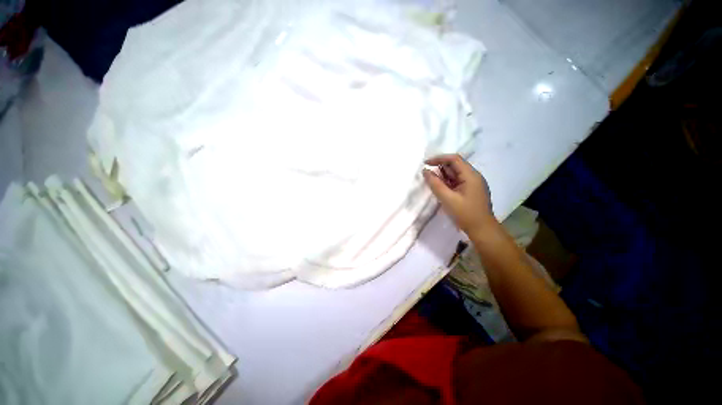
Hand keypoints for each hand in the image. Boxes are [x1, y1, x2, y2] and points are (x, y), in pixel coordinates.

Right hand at [423, 154, 496, 236]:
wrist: (482, 230)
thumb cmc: (465, 214)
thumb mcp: (447, 199)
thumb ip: (435, 184)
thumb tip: (425, 171)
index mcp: (471, 175)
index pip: (454, 159)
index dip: (439, 158)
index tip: (426, 163)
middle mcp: (474, 176)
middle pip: (455, 165)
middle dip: (440, 168)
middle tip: (427, 176)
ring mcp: (473, 184)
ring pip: (456, 174)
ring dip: (443, 176)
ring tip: (432, 183)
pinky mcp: (471, 191)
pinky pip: (457, 182)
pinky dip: (448, 183)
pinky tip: (441, 189)